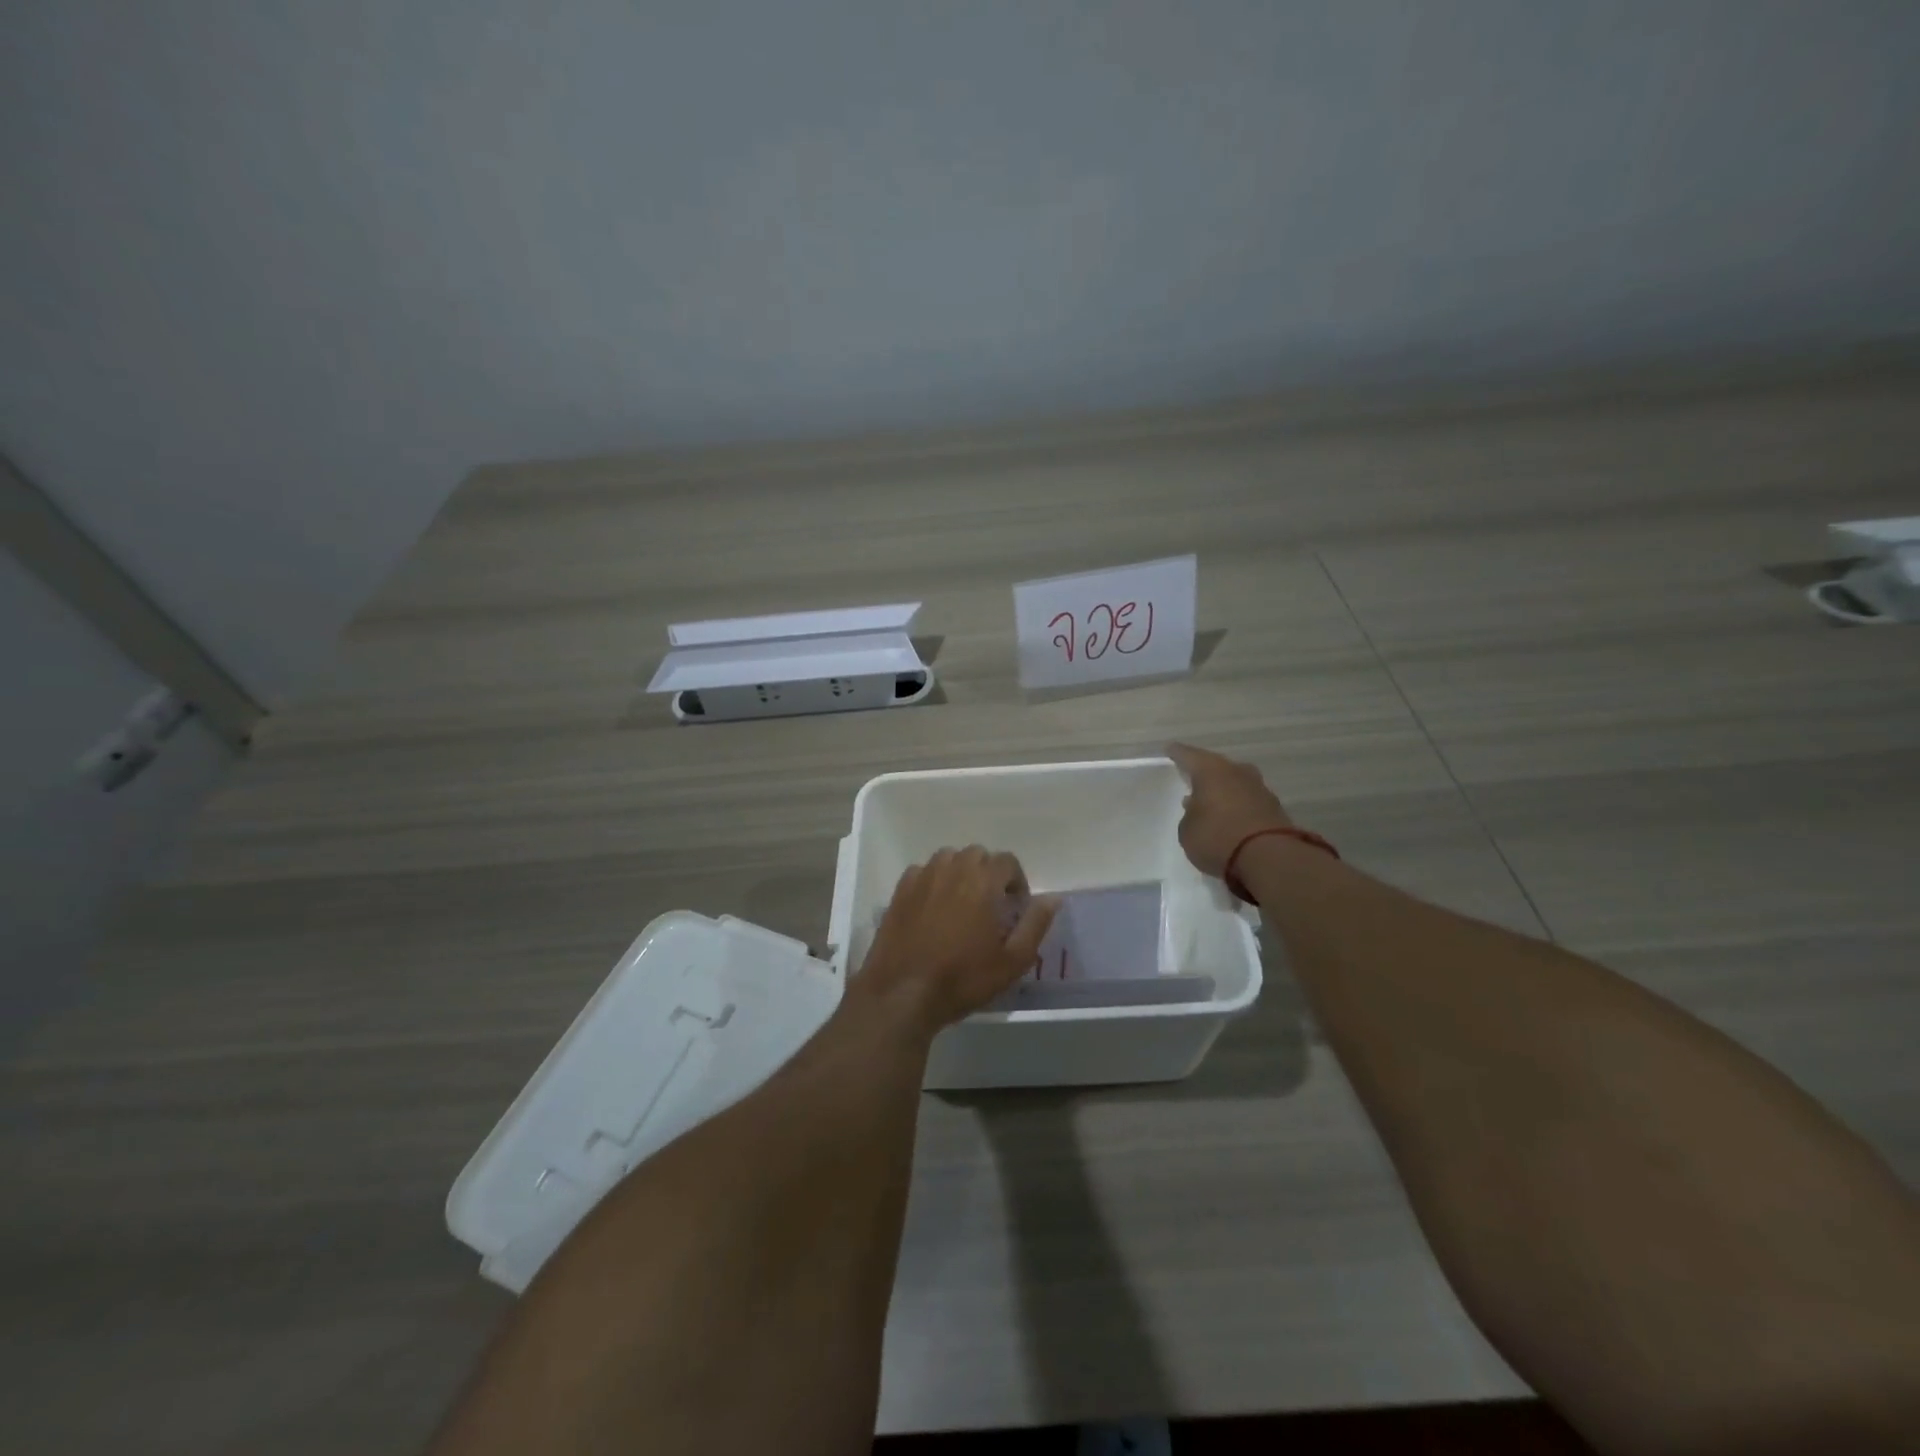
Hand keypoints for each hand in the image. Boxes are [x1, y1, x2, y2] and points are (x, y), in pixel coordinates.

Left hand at [857, 847, 1058, 1036]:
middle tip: (991, 905)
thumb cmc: (963, 979)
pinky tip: (933, 907)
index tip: (1016, 906)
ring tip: (962, 902)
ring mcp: (923, 877)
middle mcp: (953, 869)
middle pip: (978, 855)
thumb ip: (1035, 924)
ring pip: (949, 858)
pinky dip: (933, 881)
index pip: (1007, 861)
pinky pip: (923, 871)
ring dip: (960, 872)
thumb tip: (1052, 898)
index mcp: (983, 881)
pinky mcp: (900, 890)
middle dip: (989, 873)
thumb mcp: (1012, 961)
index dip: (1016, 881)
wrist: (904, 993)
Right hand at [1166, 742, 1292, 877]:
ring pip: (1235, 782)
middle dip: (1204, 772)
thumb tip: (1197, 807)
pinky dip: (1239, 805)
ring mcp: (1259, 788)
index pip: (1188, 755)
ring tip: (1212, 801)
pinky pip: (1249, 800)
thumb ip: (1190, 815)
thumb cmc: (1217, 837)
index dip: (1177, 753)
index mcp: (1210, 770)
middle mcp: (1236, 771)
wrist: (1269, 858)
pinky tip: (1232, 816)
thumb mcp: (1188, 831)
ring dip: (1224, 790)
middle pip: (1216, 766)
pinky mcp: (1275, 808)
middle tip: (1192, 779)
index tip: (1170, 750)